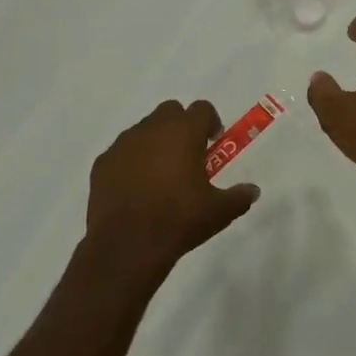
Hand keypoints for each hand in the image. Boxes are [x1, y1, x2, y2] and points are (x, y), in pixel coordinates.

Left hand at [86, 100, 260, 275]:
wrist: (127, 246)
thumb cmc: (179, 220)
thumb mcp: (219, 211)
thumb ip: (239, 197)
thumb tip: (253, 191)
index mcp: (184, 132)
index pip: (202, 109)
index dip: (210, 123)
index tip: (212, 144)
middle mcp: (152, 129)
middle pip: (170, 111)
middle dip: (180, 126)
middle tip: (187, 155)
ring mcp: (123, 144)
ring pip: (143, 130)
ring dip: (155, 142)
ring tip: (160, 175)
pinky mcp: (102, 163)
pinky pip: (122, 152)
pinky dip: (131, 162)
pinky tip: (136, 189)